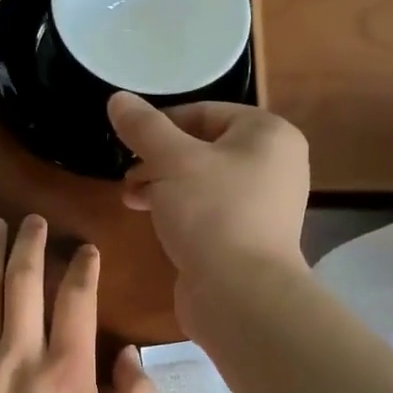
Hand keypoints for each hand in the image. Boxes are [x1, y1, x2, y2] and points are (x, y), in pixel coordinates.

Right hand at [108, 92, 309, 300]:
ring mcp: (264, 204)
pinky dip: (180, 210)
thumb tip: (118, 98)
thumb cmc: (212, 213)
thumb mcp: (172, 160)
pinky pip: (209, 211)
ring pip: (203, 181)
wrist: (241, 294)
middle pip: (204, 147)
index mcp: (268, 134)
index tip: (128, 143)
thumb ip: (144, 127)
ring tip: (131, 199)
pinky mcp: (248, 237)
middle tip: (128, 175)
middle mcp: (274, 164)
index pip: (206, 112)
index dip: (162, 124)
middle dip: (159, 158)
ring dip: (163, 185)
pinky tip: (154, 222)